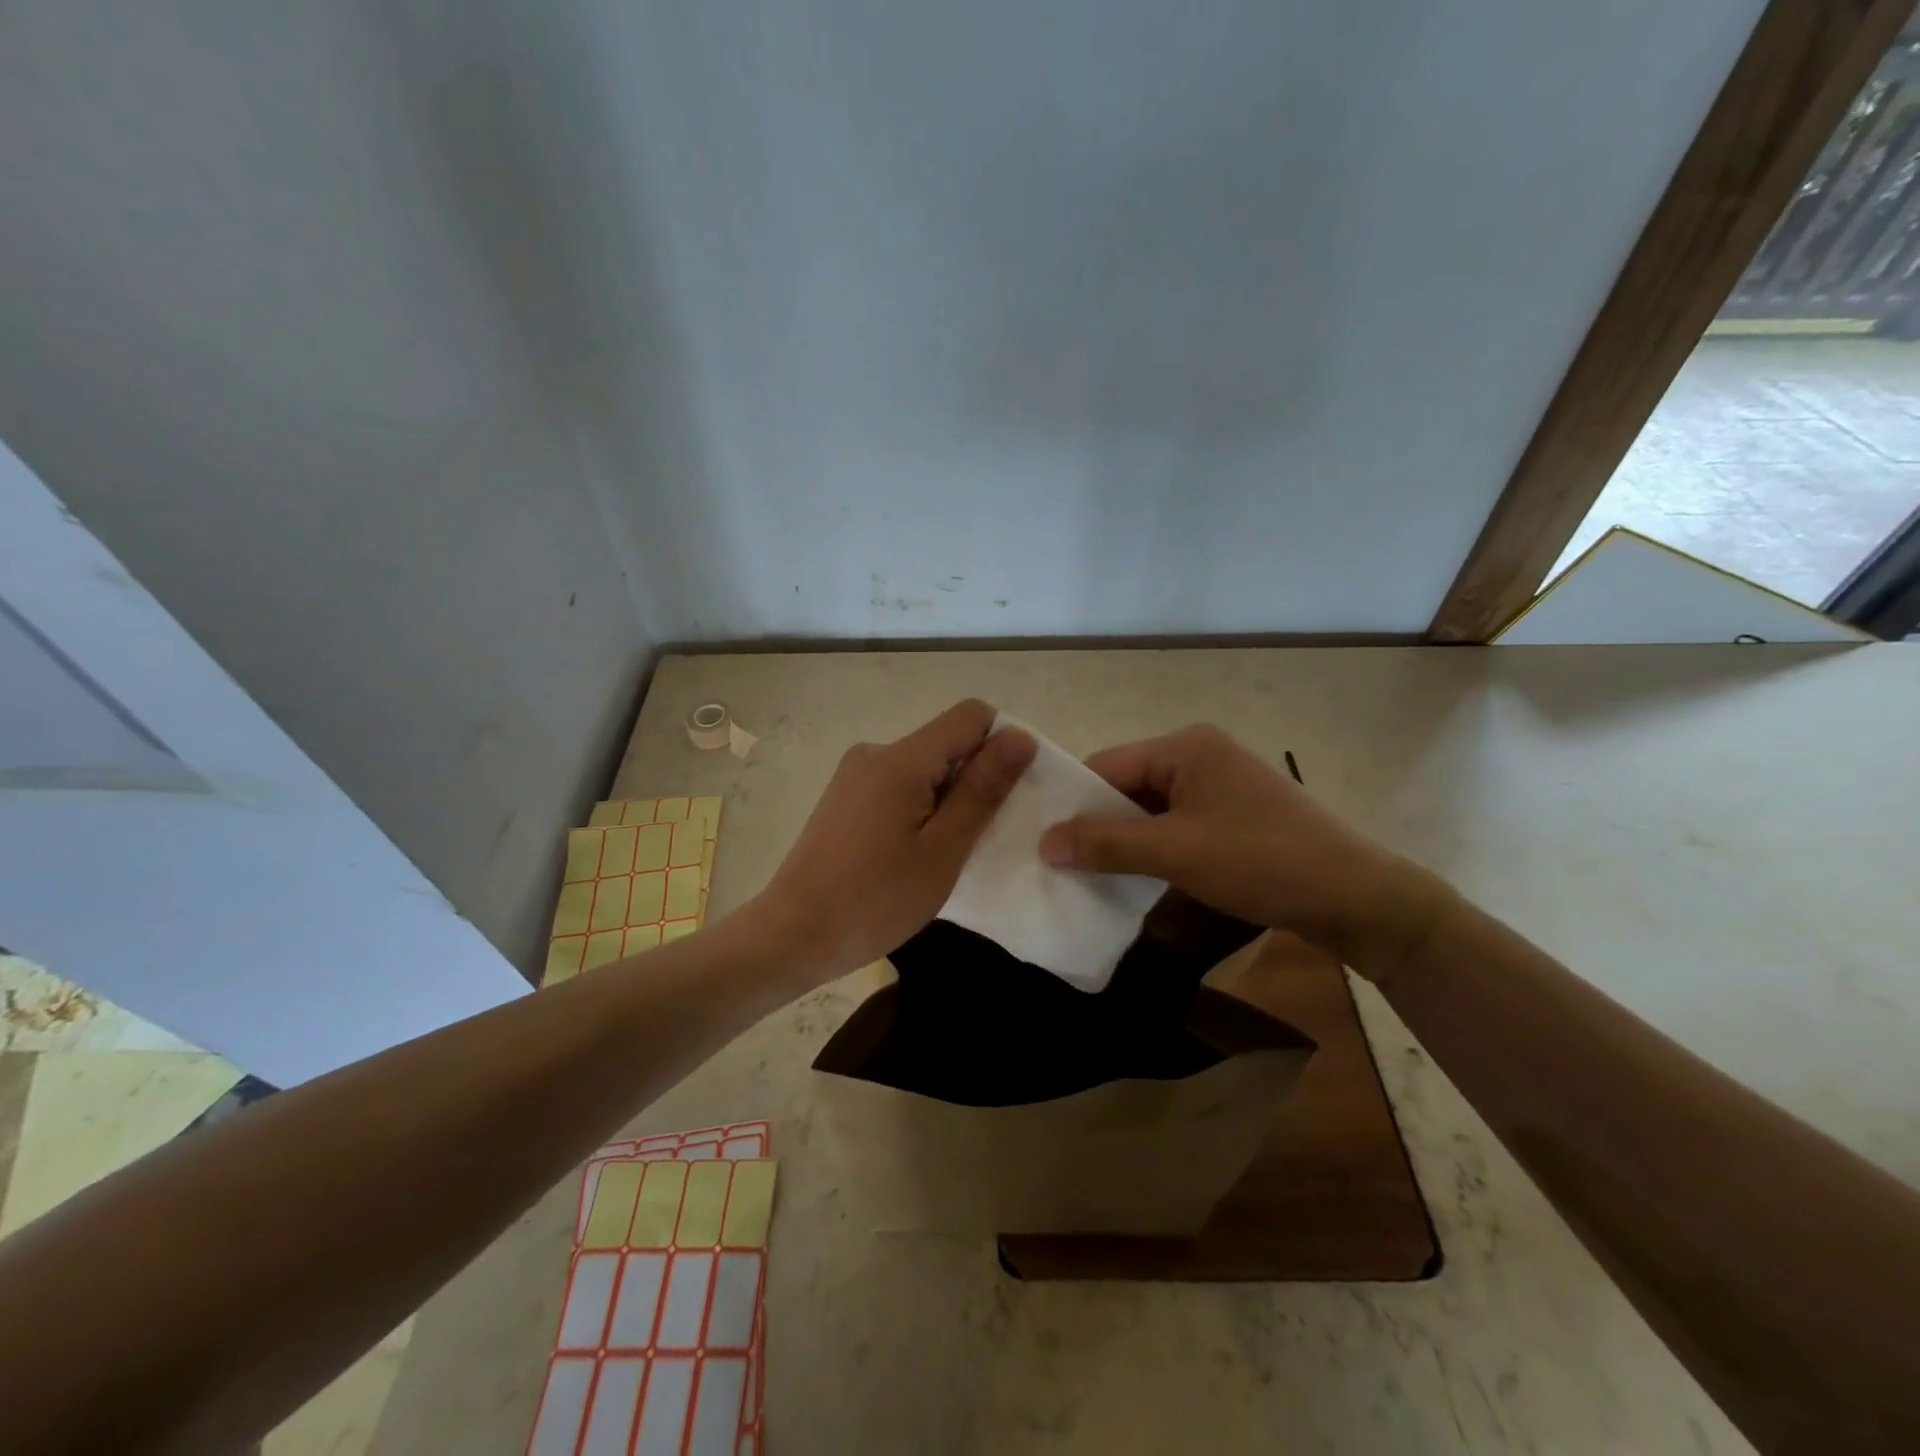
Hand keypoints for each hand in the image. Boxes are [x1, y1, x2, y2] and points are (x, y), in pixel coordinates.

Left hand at [748, 700, 1035, 985]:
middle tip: (982, 836)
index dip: (1002, 744)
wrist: (793, 935)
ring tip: (946, 851)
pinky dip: (920, 807)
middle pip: (946, 741)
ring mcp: (855, 774)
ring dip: (948, 797)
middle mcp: (875, 752)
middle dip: (975, 777)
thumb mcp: (943, 849)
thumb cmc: (875, 899)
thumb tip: (1019, 737)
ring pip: (924, 766)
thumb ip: (982, 790)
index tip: (1010, 793)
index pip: (971, 716)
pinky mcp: (845, 796)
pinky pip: (899, 784)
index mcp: (901, 759)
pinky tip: (913, 852)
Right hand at [1037, 724, 1452, 975]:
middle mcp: (1201, 754)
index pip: (1107, 765)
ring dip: (1125, 839)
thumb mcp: (1175, 852)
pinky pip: (1177, 824)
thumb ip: (1106, 843)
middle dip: (1098, 823)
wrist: (1357, 897)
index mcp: (1186, 746)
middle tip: (1060, 861)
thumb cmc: (1261, 861)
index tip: (1041, 839)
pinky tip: (1135, 876)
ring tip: (1089, 873)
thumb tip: (1044, 842)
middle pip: (1128, 784)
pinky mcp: (1235, 815)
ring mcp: (1221, 785)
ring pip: (1151, 808)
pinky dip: (1154, 847)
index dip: (1073, 802)